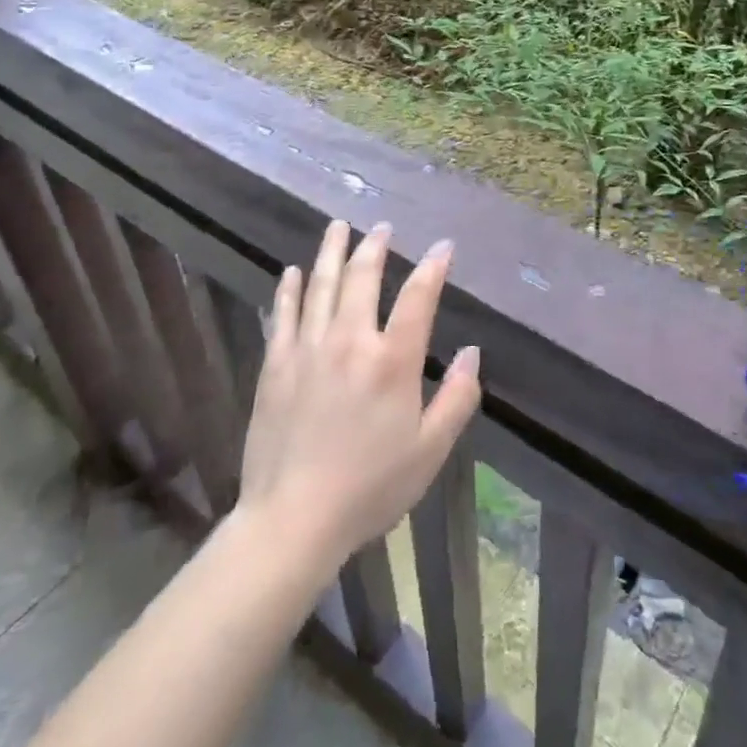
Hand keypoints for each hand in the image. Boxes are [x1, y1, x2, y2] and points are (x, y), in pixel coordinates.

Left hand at [237, 220, 480, 568]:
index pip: (419, 297)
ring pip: (320, 285)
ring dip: (331, 251)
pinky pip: (284, 314)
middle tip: (381, 226)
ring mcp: (308, 349)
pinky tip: (292, 271)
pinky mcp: (275, 365)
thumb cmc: (370, 487)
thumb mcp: (430, 450)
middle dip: (375, 246)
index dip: (433, 267)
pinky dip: (289, 288)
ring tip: (338, 226)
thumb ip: (457, 397)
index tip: (442, 246)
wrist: (292, 520)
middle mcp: (351, 341)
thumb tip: (472, 351)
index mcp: (392, 360)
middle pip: (363, 277)